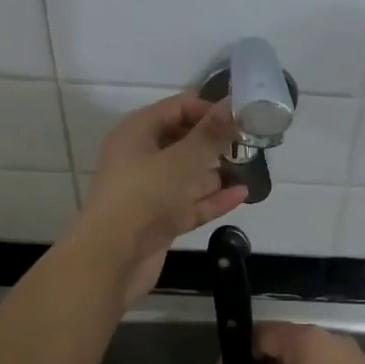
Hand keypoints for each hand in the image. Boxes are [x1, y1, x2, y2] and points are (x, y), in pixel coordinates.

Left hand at [77, 93, 249, 305]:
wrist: (112, 259)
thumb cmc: (146, 196)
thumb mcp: (183, 160)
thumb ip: (211, 134)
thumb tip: (232, 105)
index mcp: (138, 132)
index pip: (178, 107)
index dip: (210, 109)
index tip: (242, 118)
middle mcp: (141, 157)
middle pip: (184, 140)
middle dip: (216, 141)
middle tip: (251, 141)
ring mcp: (151, 191)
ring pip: (189, 175)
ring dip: (216, 171)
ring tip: (252, 166)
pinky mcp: (160, 220)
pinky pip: (191, 203)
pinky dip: (213, 198)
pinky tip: (242, 194)